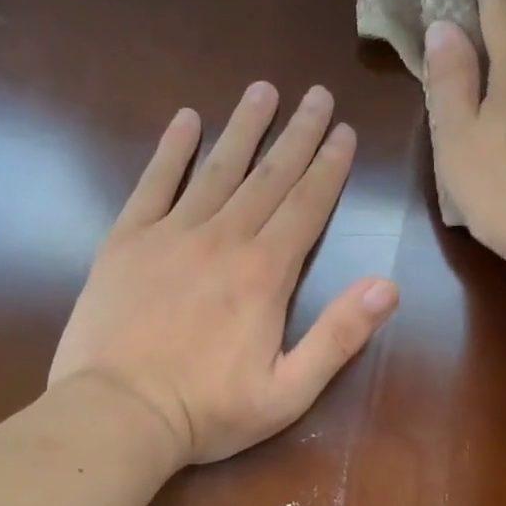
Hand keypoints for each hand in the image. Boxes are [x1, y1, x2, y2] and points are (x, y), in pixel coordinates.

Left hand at [48, 82, 399, 465]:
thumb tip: (388, 286)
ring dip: (244, 128)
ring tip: (263, 90)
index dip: (329, 167)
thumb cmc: (208, 411)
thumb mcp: (290, 392)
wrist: (118, 415)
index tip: (344, 131)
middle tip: (317, 95)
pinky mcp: (127, 241)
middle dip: (298, 134)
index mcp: (265, 274)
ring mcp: (171, 235)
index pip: (307, 206)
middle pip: (269, 176)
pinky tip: (186, 120)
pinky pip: (153, 183)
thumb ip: (339, 336)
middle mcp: (223, 240)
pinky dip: (171, 150)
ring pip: (217, 169)